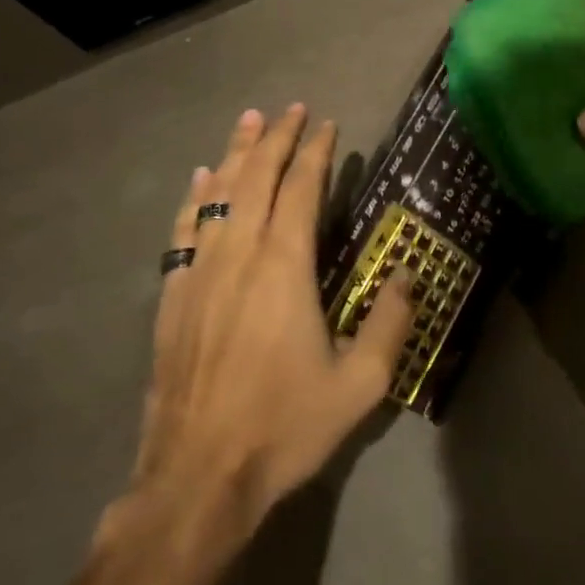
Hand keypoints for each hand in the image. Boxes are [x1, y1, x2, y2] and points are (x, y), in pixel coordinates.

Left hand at [128, 105, 413, 543]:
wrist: (197, 476)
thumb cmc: (284, 426)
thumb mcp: (359, 385)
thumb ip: (390, 324)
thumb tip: (410, 275)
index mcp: (284, 267)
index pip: (302, 190)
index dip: (315, 152)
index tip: (326, 123)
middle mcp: (240, 254)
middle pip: (257, 178)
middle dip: (276, 138)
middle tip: (290, 108)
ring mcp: (201, 272)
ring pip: (218, 194)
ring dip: (235, 153)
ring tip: (248, 120)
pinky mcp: (174, 296)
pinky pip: (184, 230)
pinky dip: (194, 198)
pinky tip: (198, 180)